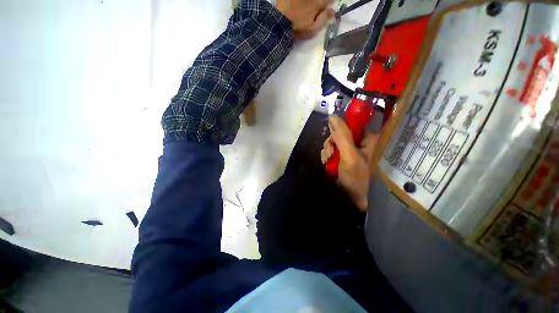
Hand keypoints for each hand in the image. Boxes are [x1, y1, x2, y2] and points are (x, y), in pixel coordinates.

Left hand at [275, 0, 335, 39]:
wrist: (279, 23)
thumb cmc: (297, 29)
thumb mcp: (312, 30)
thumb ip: (323, 20)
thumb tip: (332, 11)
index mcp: (317, 3)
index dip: (330, 2)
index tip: (328, 6)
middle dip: (321, 2)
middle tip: (319, 7)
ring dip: (313, 2)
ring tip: (310, 7)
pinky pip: (301, 0)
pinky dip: (302, 2)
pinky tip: (301, 5)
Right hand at [321, 116, 378, 212]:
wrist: (352, 199)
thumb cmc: (356, 177)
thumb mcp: (349, 155)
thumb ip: (342, 136)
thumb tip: (332, 116)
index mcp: (368, 140)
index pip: (353, 124)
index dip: (341, 127)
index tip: (333, 135)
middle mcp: (359, 143)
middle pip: (341, 133)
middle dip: (332, 142)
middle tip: (330, 153)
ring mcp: (349, 151)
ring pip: (334, 142)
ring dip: (328, 150)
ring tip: (327, 160)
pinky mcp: (341, 158)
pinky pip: (331, 150)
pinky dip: (326, 155)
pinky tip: (326, 163)